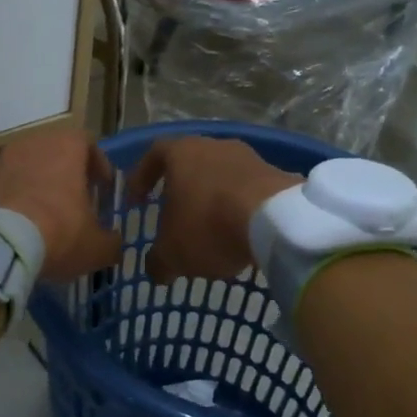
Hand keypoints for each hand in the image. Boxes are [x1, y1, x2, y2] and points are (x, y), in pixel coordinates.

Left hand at [0, 128, 122, 280]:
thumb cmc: (57, 233)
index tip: (102, 189)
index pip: (88, 144)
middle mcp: (32, 143)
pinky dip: (13, 198)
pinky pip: (3, 185)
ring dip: (37, 186)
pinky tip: (16, 225)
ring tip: (43, 216)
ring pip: (26, 167)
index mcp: (66, 147)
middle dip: (66, 176)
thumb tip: (112, 243)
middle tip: (74, 202)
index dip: (98, 166)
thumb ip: (110, 241)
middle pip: (55, 153)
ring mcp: (0, 159)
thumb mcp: (96, 246)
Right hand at [125, 136, 296, 282]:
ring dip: (214, 199)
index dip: (142, 177)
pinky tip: (241, 234)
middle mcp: (216, 146)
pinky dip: (241, 209)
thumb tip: (156, 270)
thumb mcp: (172, 254)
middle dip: (182, 190)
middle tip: (175, 216)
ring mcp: (251, 158)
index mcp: (182, 153)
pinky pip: (251, 191)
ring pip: (223, 176)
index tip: (137, 201)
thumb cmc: (209, 226)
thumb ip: (158, 261)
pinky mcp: (279, 175)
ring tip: (211, 230)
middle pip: (192, 163)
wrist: (277, 221)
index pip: (153, 155)